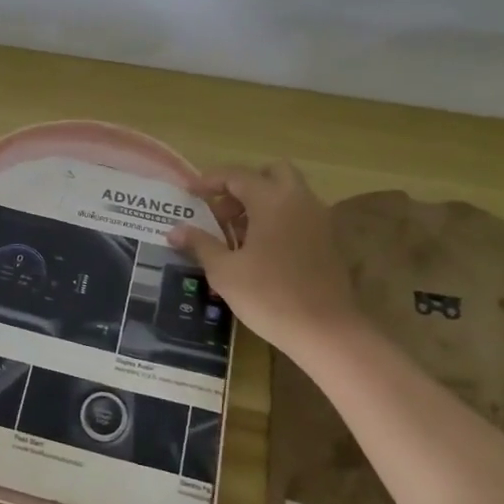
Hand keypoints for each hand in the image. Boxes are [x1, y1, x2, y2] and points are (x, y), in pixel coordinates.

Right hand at [167, 162, 358, 354]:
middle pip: (271, 173)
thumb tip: (175, 231)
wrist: (326, 331)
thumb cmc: (269, 295)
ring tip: (236, 235)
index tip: (190, 193)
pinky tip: (260, 251)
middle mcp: (299, 200)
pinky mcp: (328, 241)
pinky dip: (278, 219)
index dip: (209, 180)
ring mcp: (319, 219)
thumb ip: (200, 244)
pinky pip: (299, 215)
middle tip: (222, 210)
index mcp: (272, 199)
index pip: (237, 175)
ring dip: (261, 203)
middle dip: (243, 185)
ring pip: (287, 194)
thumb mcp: (224, 271)